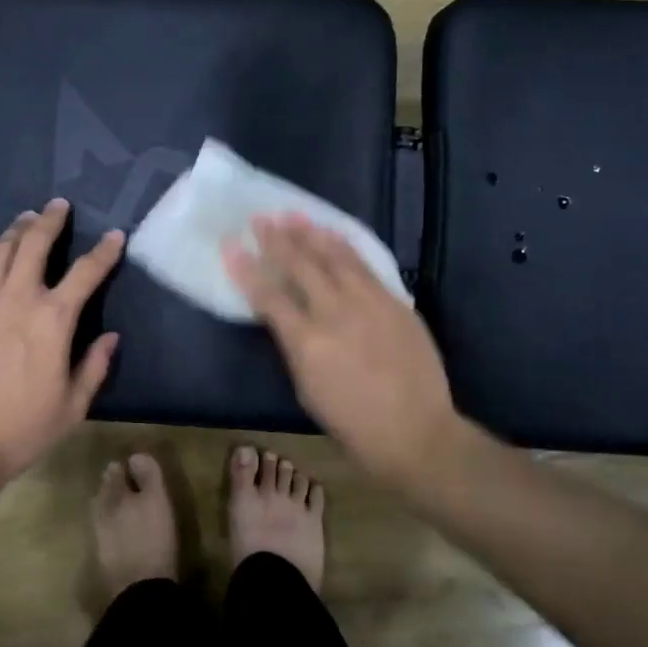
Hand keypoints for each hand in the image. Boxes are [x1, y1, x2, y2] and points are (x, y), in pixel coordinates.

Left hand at [0, 199, 123, 485]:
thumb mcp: (72, 405)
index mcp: (54, 318)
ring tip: (25, 219)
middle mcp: (18, 298)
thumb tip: (111, 337)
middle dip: (50, 220)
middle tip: (58, 205)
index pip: (86, 271)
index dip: (104, 250)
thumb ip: (95, 366)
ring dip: (15, 230)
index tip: (115, 234)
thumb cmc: (22, 428)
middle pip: (35, 243)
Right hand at [225, 214, 459, 487]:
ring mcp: (368, 303)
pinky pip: (365, 265)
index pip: (268, 296)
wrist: (416, 430)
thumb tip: (284, 316)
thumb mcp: (307, 389)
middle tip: (261, 218)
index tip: (231, 246)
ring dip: (311, 233)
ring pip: (334, 257)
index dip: (247, 270)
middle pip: (300, 266)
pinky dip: (345, 246)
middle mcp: (335, 313)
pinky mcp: (394, 301)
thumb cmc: (353, 422)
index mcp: (307, 342)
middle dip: (277, 240)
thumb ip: (294, 346)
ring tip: (293, 215)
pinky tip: (333, 234)